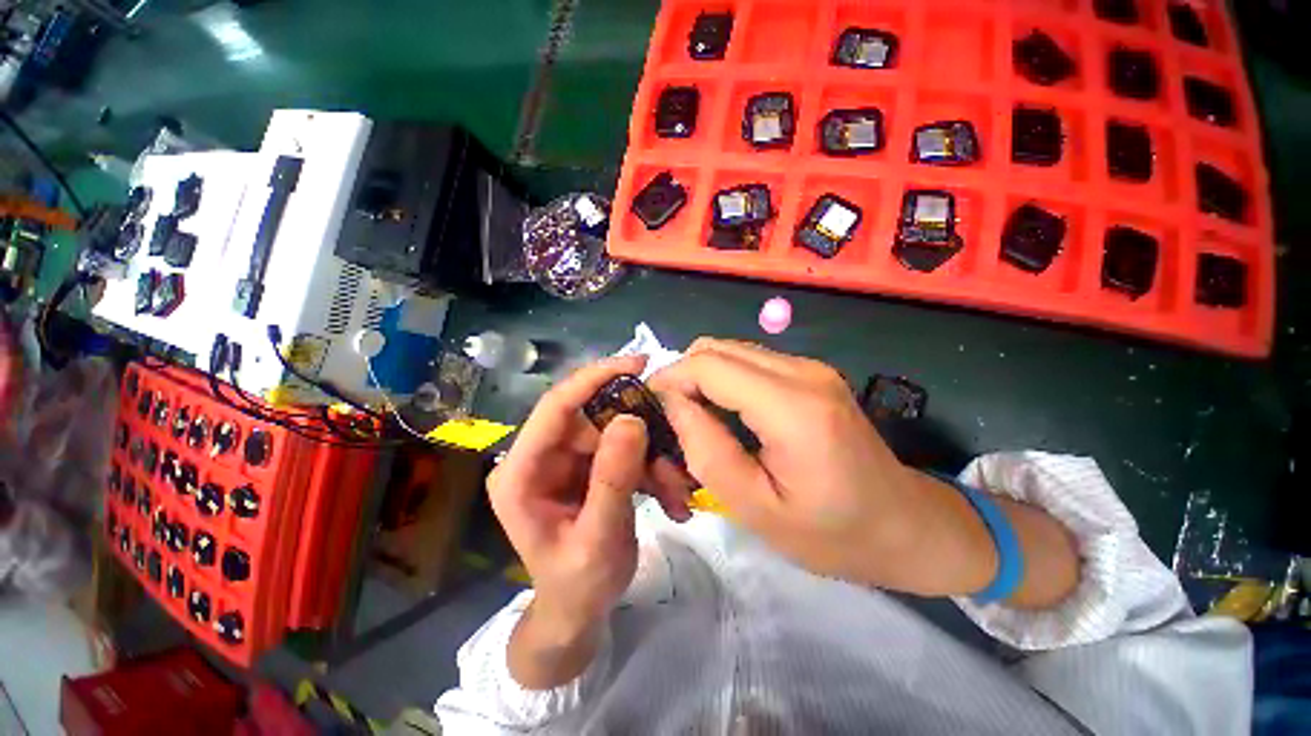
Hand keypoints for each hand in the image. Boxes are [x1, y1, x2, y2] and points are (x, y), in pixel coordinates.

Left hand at [488, 355, 691, 635]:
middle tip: (674, 440)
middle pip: (593, 417)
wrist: (579, 612)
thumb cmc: (578, 586)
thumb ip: (613, 479)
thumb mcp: (599, 540)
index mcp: (521, 472)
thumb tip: (632, 419)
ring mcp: (565, 459)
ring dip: (650, 453)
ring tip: (676, 485)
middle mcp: (539, 456)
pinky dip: (649, 465)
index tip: (638, 364)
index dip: (595, 378)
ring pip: (615, 432)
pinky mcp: (587, 465)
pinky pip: (623, 449)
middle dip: (638, 428)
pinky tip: (669, 492)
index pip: (556, 406)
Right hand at [650, 339, 998, 593]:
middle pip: (716, 348)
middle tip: (670, 420)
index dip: (669, 379)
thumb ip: (707, 451)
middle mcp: (802, 371)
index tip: (650, 410)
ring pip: (730, 351)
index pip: (709, 365)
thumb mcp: (757, 509)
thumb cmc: (834, 533)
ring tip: (694, 420)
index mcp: (793, 407)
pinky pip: (748, 362)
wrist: (907, 526)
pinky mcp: (810, 373)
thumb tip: (672, 404)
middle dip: (681, 377)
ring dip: (701, 379)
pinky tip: (723, 414)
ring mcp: (809, 367)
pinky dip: (723, 381)